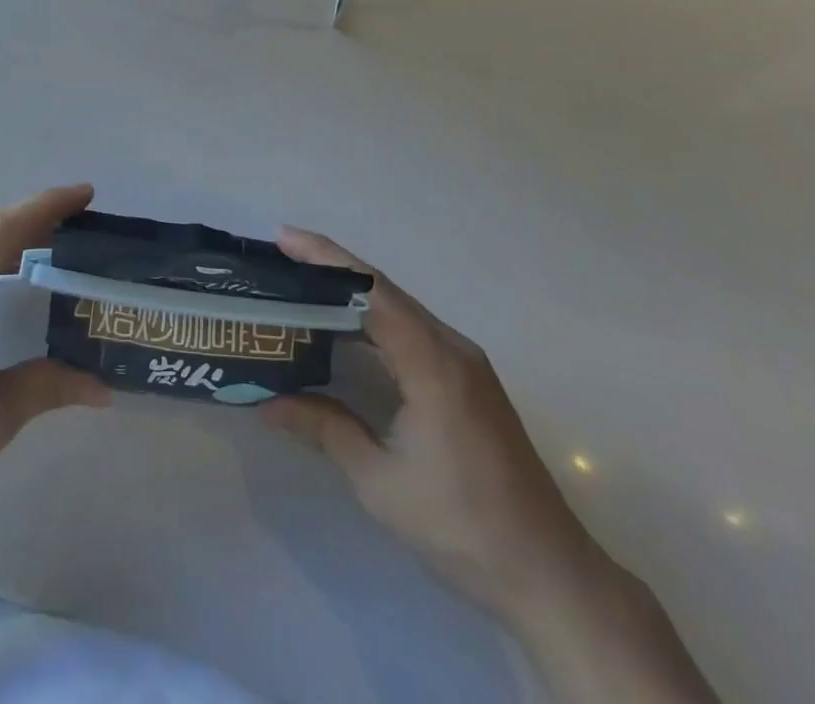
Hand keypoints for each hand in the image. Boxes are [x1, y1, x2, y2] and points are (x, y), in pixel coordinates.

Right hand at [265, 230, 716, 703]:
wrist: (550, 576)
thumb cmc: (462, 527)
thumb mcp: (379, 481)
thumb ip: (324, 428)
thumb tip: (265, 401)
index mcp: (432, 362)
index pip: (370, 290)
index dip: (324, 257)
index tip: (282, 238)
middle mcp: (452, 347)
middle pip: (383, 289)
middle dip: (330, 266)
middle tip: (279, 256)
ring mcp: (465, 362)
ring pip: (398, 307)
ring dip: (350, 291)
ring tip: (300, 284)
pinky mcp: (468, 380)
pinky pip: (412, 329)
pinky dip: (372, 317)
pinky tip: (345, 329)